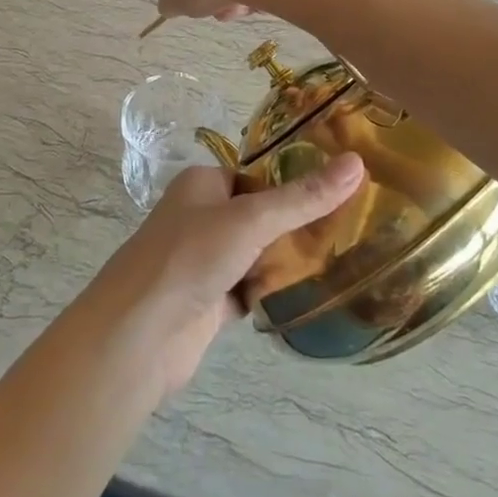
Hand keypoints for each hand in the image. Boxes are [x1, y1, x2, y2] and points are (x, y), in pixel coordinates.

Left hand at [84, 154, 365, 400]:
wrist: (140, 334)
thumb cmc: (190, 256)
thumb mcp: (252, 219)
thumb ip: (303, 198)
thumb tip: (356, 162)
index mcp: (203, 184)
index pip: (256, 174)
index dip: (293, 181)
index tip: (341, 189)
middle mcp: (201, 217)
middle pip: (259, 215)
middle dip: (296, 225)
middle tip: (352, 227)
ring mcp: (205, 262)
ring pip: (256, 254)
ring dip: (287, 260)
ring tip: (343, 257)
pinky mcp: (210, 302)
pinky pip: (251, 290)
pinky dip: (273, 293)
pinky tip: (311, 294)